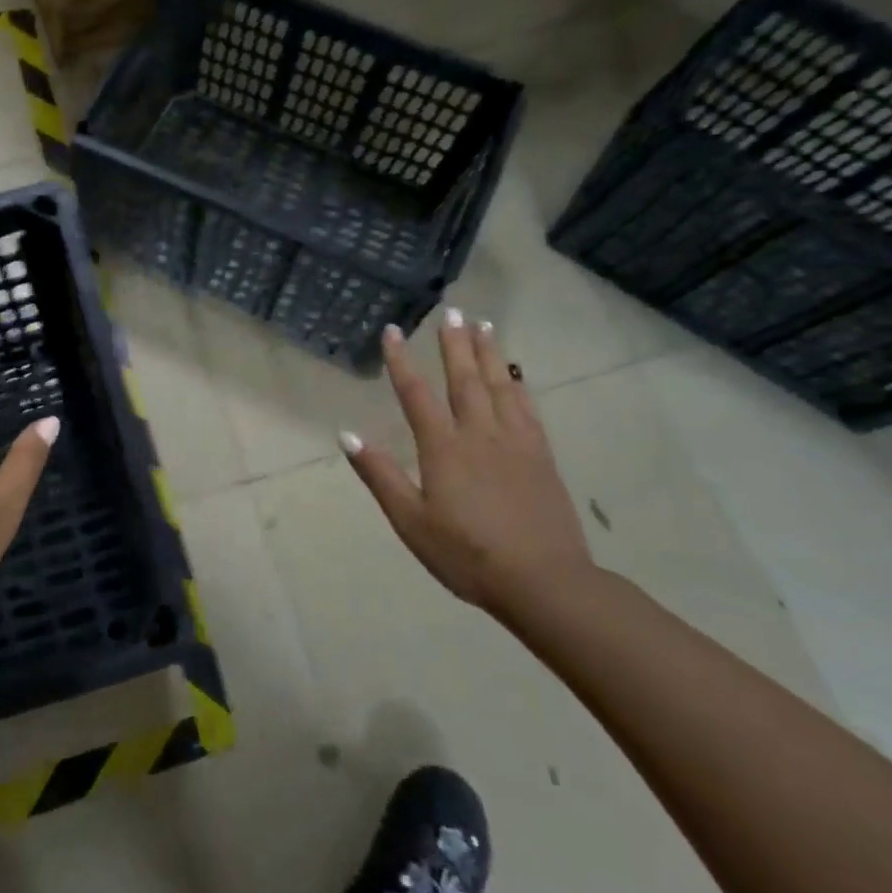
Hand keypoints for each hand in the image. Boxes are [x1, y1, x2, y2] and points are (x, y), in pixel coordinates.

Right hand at [341, 311, 592, 614]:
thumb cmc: (467, 555)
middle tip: (451, 310)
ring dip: (488, 352)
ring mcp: (515, 442)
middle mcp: (479, 434)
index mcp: (444, 449)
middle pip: (463, 379)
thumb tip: (347, 435)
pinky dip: (517, 383)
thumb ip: (380, 475)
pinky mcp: (540, 455)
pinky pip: (526, 407)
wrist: (544, 582)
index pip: (416, 394)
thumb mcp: (411, 521)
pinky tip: (514, 372)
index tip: (392, 330)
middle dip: (454, 343)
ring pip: (499, 385)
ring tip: (482, 324)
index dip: (401, 361)